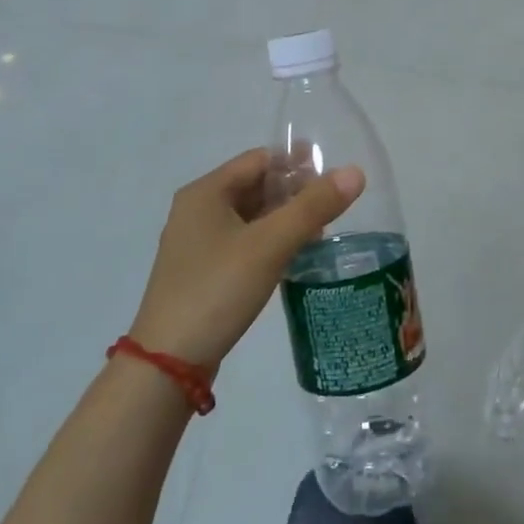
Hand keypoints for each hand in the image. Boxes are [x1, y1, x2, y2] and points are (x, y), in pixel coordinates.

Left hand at [129, 148, 364, 369]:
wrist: (168, 363)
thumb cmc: (217, 289)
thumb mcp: (270, 244)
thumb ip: (313, 206)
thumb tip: (355, 172)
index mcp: (205, 192)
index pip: (258, 159)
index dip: (296, 162)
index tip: (333, 172)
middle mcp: (197, 210)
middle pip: (254, 186)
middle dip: (293, 190)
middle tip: (333, 202)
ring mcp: (197, 244)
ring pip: (250, 216)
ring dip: (284, 217)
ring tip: (322, 228)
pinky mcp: (203, 272)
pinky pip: (244, 242)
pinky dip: (271, 241)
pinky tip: (295, 255)